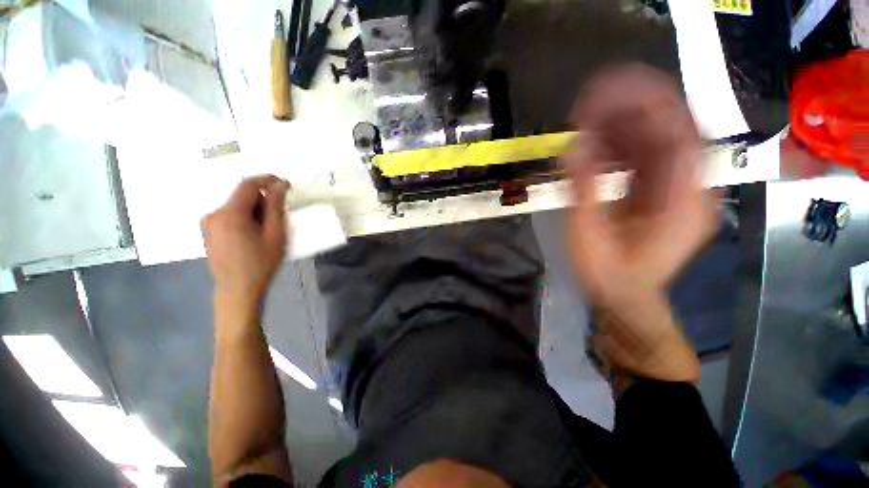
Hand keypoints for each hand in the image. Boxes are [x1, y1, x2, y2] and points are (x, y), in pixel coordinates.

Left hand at [203, 175, 290, 315]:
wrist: (238, 289)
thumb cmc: (261, 262)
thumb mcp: (275, 234)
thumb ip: (275, 207)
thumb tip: (279, 185)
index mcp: (230, 213)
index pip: (248, 185)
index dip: (267, 180)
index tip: (285, 183)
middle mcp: (214, 214)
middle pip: (242, 196)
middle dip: (263, 201)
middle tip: (279, 218)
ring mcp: (208, 223)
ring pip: (237, 207)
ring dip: (255, 211)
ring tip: (266, 232)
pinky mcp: (209, 232)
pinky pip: (230, 216)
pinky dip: (245, 219)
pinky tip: (253, 236)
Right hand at [563, 65, 716, 381]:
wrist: (625, 300)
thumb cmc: (608, 274)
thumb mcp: (589, 235)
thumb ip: (584, 190)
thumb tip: (575, 147)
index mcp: (683, 200)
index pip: (677, 134)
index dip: (646, 104)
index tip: (610, 87)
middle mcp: (691, 188)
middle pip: (670, 131)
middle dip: (631, 108)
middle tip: (591, 98)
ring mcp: (678, 190)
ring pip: (657, 142)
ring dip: (624, 125)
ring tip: (589, 116)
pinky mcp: (662, 195)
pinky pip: (646, 159)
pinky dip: (622, 146)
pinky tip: (598, 141)